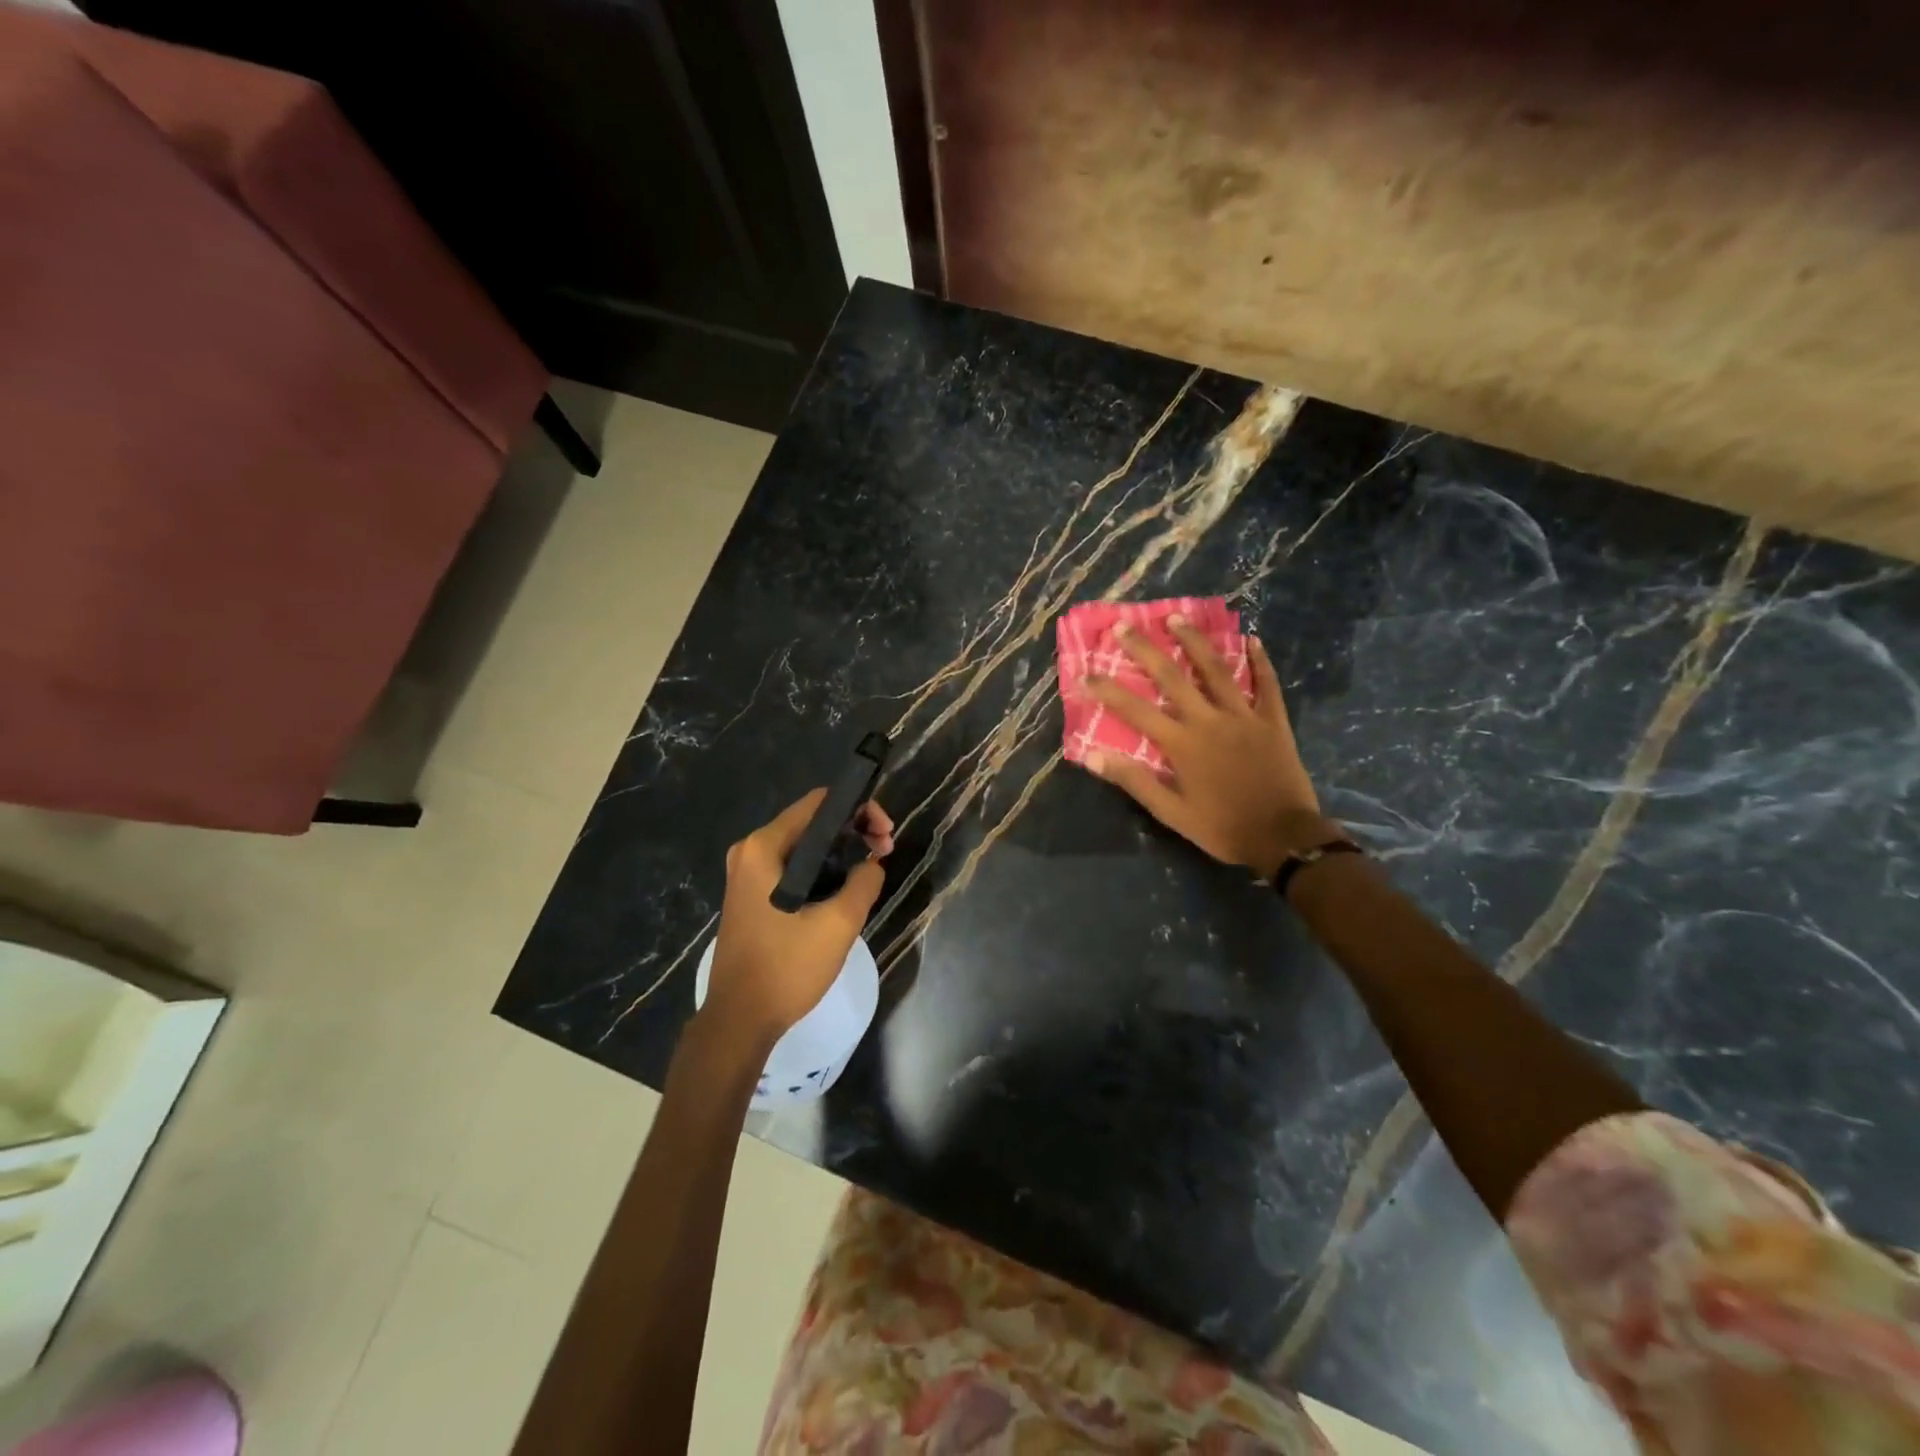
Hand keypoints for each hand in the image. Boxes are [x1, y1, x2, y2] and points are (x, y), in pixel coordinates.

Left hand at [703, 790, 890, 1045]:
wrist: (739, 1020)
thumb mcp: (838, 923)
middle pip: (811, 822)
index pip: (819, 803)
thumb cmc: (786, 967)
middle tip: (885, 851)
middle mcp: (750, 852)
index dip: (859, 809)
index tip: (885, 834)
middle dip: (853, 831)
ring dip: (840, 852)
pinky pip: (792, 868)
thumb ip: (864, 882)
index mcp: (763, 847)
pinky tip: (845, 887)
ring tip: (872, 869)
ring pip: (804, 846)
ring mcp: (747, 875)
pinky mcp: (751, 896)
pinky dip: (822, 870)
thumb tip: (872, 863)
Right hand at [1082, 617, 1324, 878]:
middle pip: (1172, 677)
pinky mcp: (1273, 720)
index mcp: (1182, 744)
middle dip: (1145, 650)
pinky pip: (1266, 683)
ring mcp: (1244, 716)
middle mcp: (1209, 720)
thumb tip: (1093, 756)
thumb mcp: (1171, 812)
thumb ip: (1134, 781)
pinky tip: (1252, 639)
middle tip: (1123, 626)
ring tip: (1176, 617)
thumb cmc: (1222, 827)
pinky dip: (1259, 661)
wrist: (1284, 837)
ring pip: (1216, 670)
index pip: (1136, 710)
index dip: (1109, 690)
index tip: (1086, 673)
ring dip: (1194, 641)